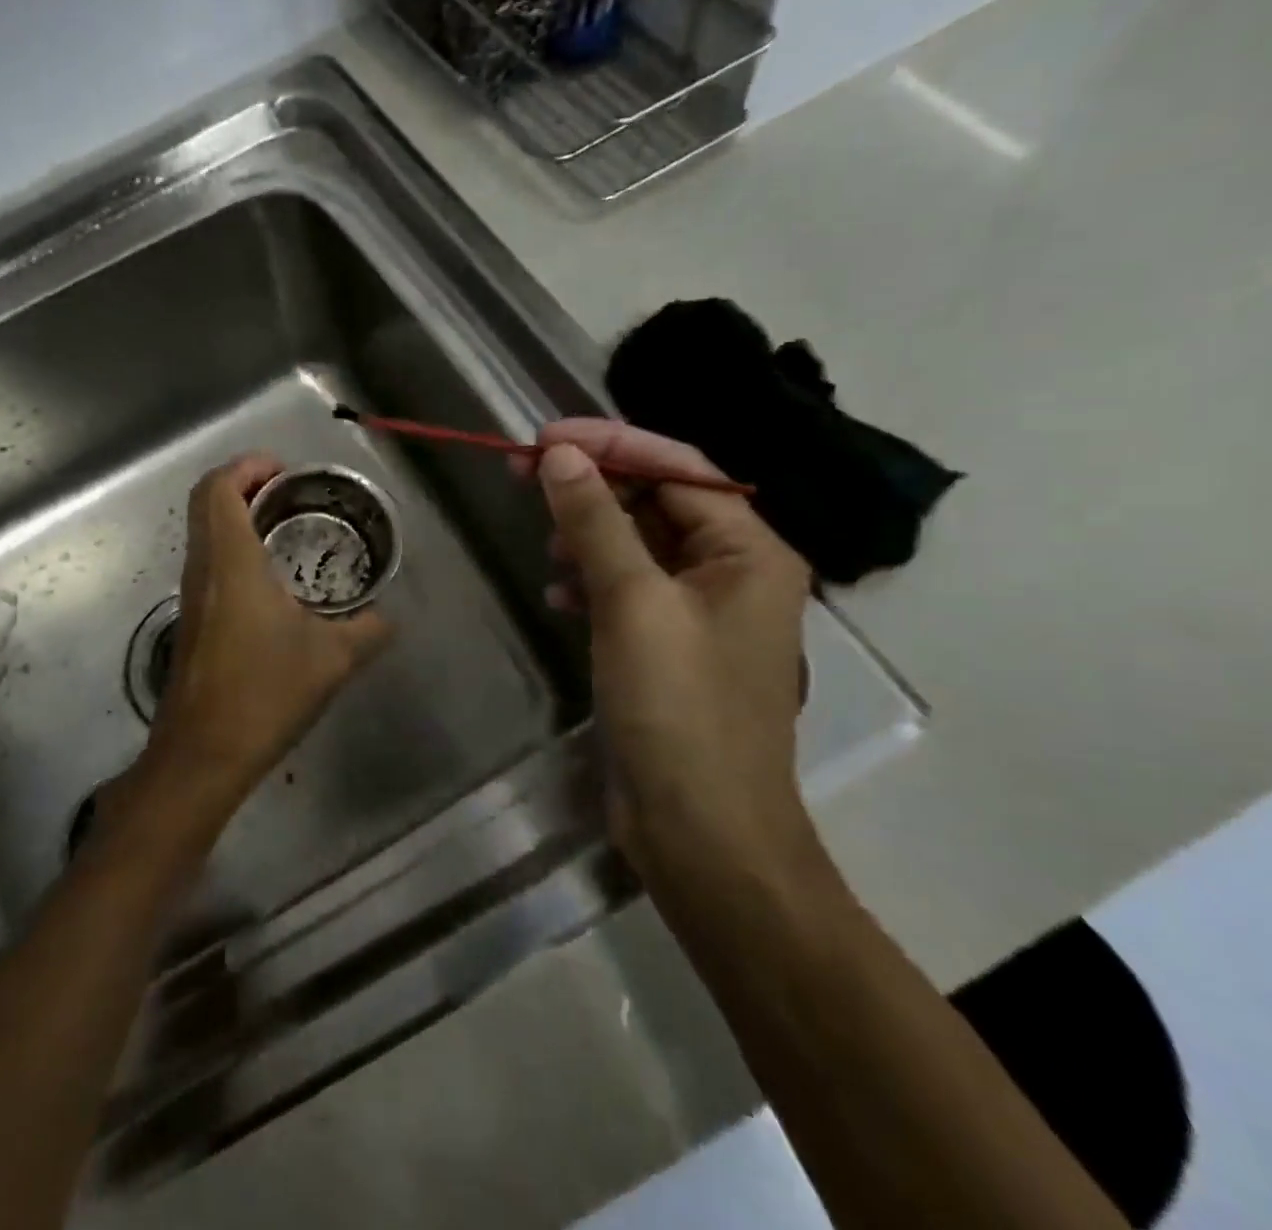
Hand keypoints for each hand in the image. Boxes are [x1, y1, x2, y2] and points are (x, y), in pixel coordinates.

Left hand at [143, 454, 390, 803]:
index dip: (247, 466)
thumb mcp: (333, 658)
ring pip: (204, 533)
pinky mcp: (191, 621)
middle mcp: (202, 568)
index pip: (219, 487)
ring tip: (287, 531)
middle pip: (205, 502)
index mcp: (231, 561)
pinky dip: (234, 549)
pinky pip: (208, 563)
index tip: (285, 472)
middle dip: (244, 485)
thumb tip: (388, 617)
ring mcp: (191, 595)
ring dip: (238, 518)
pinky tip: (272, 582)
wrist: (203, 754)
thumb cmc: (265, 692)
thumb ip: (369, 629)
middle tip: (291, 495)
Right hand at [519, 419, 812, 881]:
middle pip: (657, 501)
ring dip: (588, 534)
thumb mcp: (633, 605)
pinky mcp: (670, 648)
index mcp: (749, 551)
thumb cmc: (679, 710)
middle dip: (592, 486)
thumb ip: (597, 523)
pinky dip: (592, 582)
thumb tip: (561, 455)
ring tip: (545, 544)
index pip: (678, 468)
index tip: (543, 437)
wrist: (703, 833)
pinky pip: (629, 590)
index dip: (611, 443)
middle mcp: (733, 572)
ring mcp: (701, 613)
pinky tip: (559, 596)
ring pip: (638, 545)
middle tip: (523, 472)